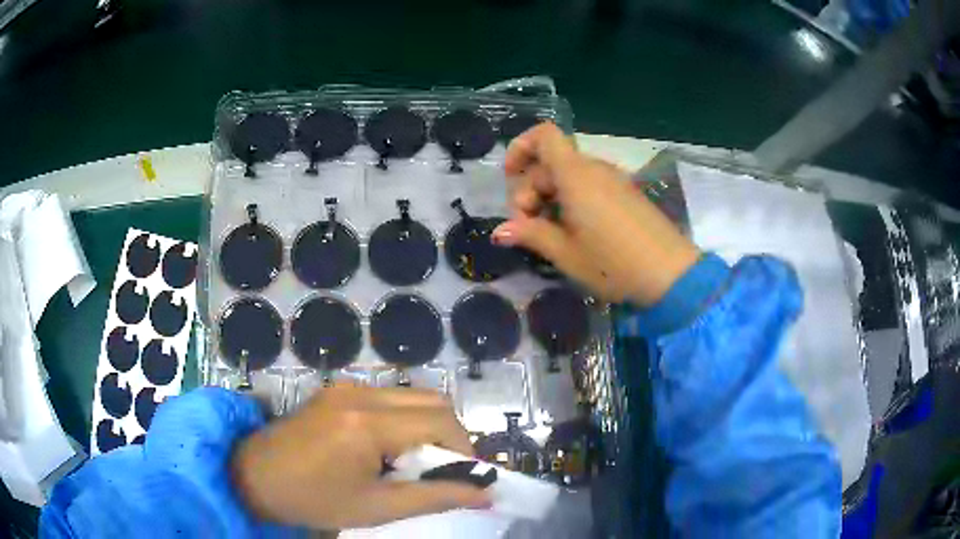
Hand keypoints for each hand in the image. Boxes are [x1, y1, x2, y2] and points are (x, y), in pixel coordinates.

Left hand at [231, 385, 488, 529]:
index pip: (441, 421)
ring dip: (427, 427)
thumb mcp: (376, 508)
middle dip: (450, 436)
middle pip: (432, 400)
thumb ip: (435, 498)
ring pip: (412, 396)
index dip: (465, 450)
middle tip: (442, 472)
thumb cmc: (312, 500)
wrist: (252, 476)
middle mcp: (360, 393)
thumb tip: (486, 494)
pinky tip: (387, 450)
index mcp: (367, 423)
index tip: (465, 479)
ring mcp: (346, 387)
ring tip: (414, 465)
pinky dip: (404, 420)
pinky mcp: (337, 390)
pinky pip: (388, 398)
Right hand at [492, 123, 699, 305]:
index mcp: (576, 176)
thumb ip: (531, 234)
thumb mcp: (566, 253)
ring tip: (550, 235)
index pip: (544, 136)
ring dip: (550, 198)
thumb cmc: (613, 263)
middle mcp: (595, 170)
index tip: (510, 178)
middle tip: (528, 228)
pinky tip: (575, 233)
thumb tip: (499, 231)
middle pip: (551, 163)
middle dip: (531, 190)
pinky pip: (590, 186)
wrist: (671, 275)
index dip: (521, 147)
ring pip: (570, 176)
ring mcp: (614, 181)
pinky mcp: (626, 195)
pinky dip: (572, 201)